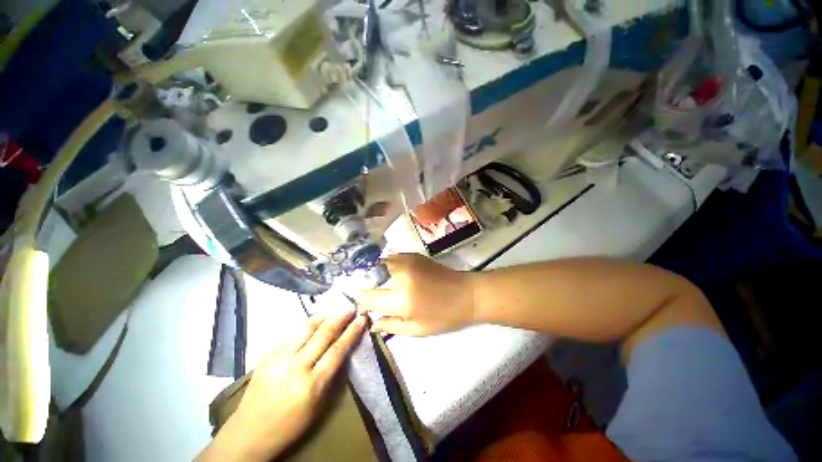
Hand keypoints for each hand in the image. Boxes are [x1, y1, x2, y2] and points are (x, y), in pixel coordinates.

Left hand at [198, 311, 366, 461]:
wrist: (250, 433)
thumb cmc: (291, 424)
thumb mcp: (319, 405)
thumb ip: (332, 374)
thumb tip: (343, 348)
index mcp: (312, 385)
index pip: (337, 350)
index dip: (351, 332)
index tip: (361, 319)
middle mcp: (296, 367)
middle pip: (323, 334)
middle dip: (340, 318)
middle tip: (351, 307)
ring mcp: (279, 359)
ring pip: (306, 328)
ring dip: (323, 317)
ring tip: (334, 311)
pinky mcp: (268, 355)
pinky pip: (291, 333)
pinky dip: (306, 325)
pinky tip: (314, 321)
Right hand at [359, 254, 474, 335]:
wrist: (466, 294)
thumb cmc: (443, 316)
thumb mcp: (417, 329)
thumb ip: (391, 325)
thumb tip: (371, 323)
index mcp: (401, 299)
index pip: (368, 297)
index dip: (362, 303)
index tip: (365, 308)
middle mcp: (401, 276)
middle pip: (370, 278)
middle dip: (368, 288)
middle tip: (375, 297)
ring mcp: (407, 262)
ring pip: (379, 265)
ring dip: (376, 275)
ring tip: (383, 285)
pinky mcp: (414, 255)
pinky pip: (392, 257)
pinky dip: (387, 266)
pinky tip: (394, 274)